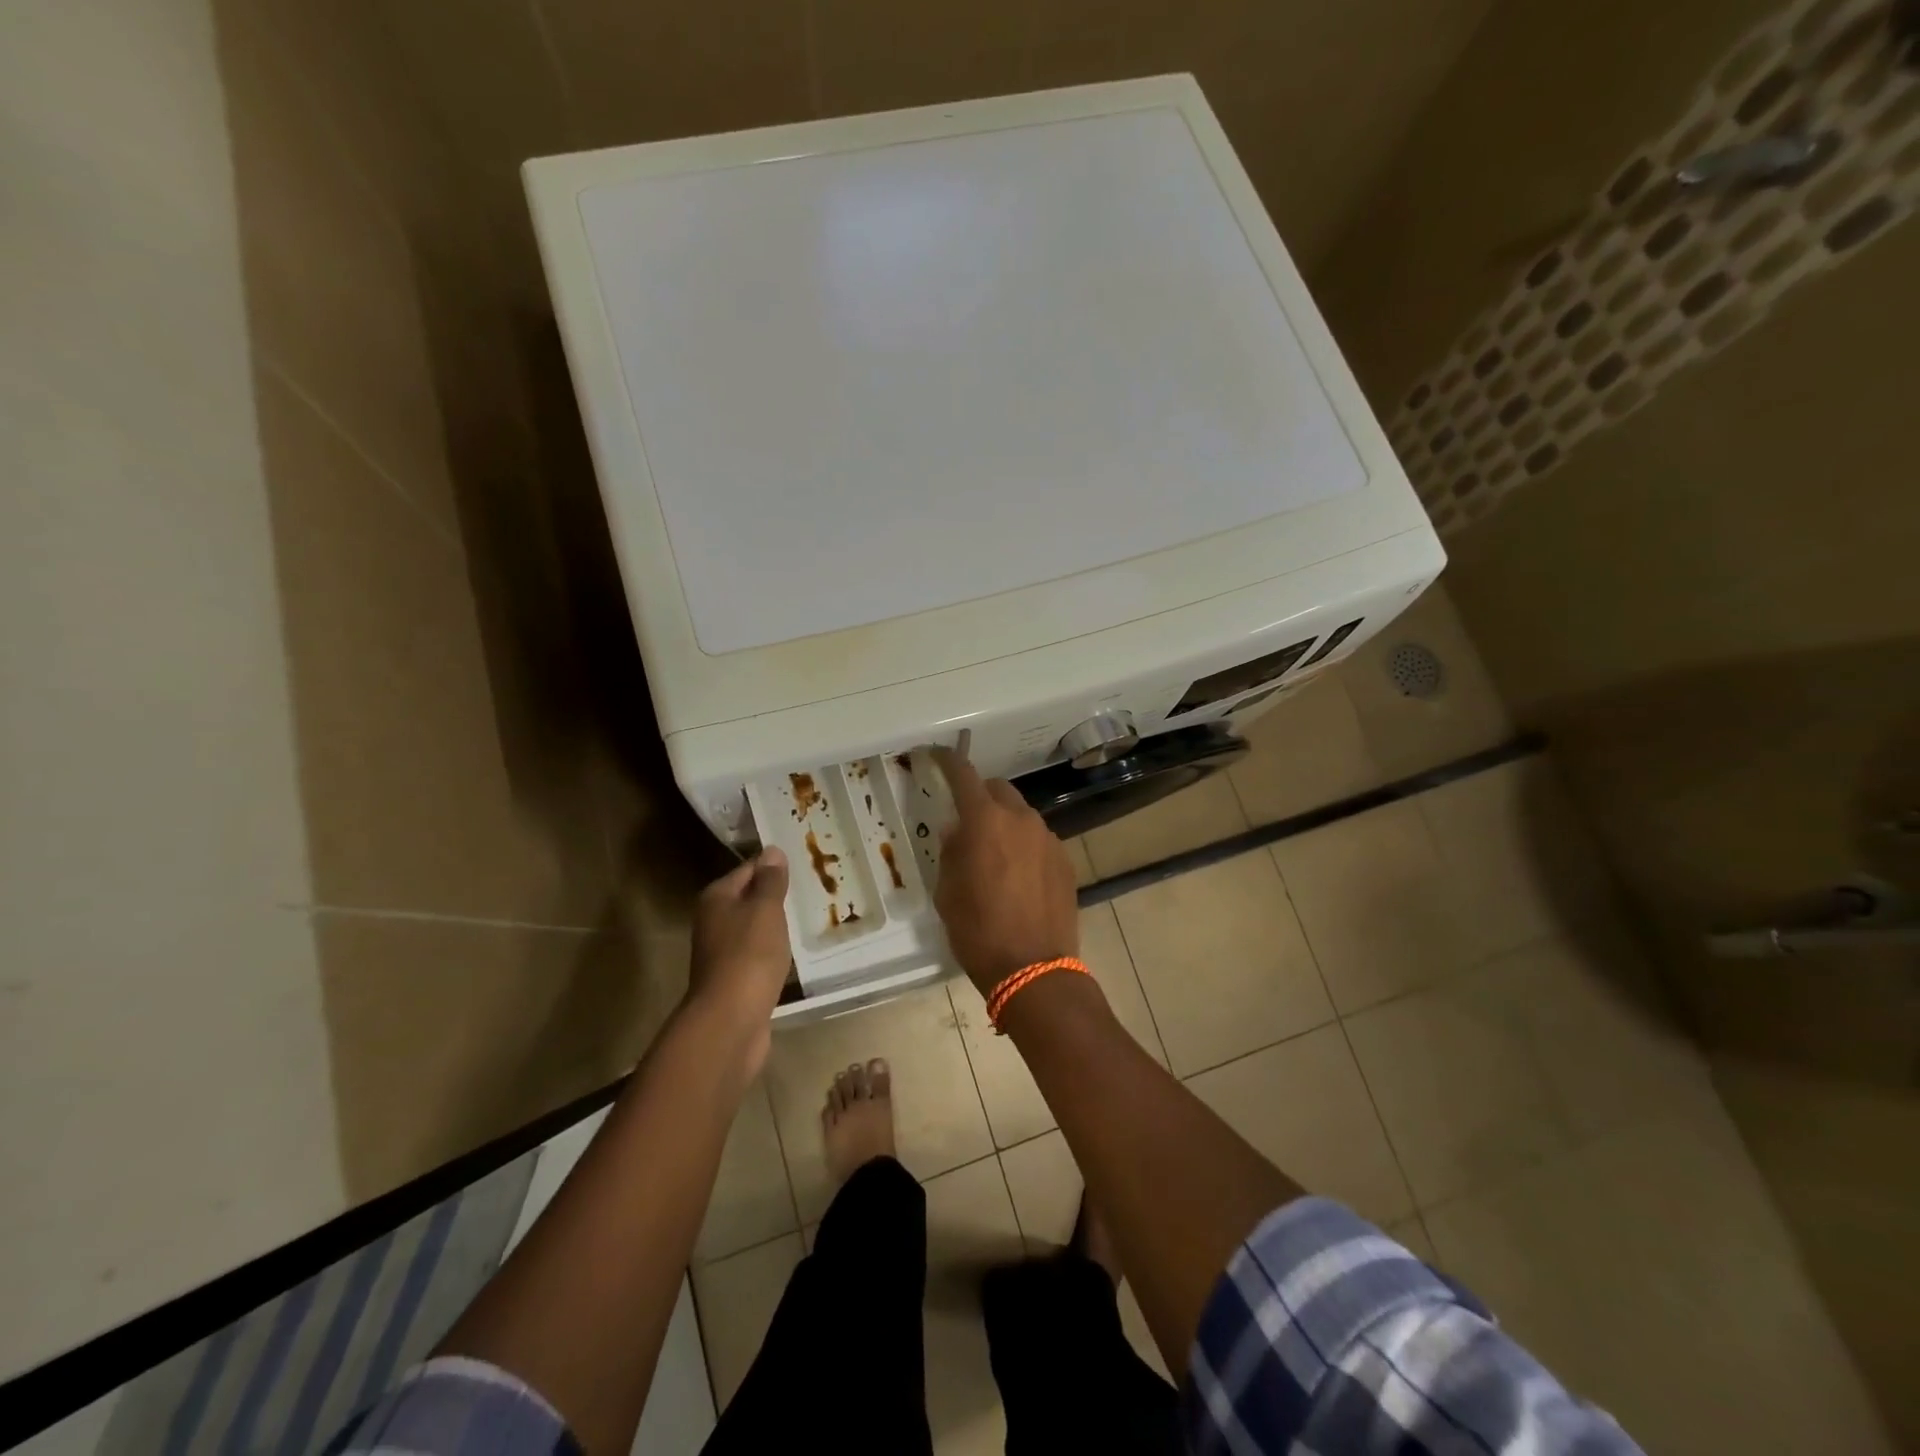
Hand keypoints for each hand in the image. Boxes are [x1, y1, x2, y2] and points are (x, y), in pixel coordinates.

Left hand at [687, 849, 792, 1067]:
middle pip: (749, 898)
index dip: (774, 866)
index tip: (804, 864)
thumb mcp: (765, 910)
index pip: (749, 868)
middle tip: (813, 889)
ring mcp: (721, 952)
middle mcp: (713, 921)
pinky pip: (757, 954)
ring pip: (753, 928)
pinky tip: (792, 953)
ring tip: (808, 918)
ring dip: (775, 925)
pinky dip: (773, 951)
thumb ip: (770, 881)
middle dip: (776, 895)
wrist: (731, 1021)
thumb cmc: (749, 955)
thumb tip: (772, 850)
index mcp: (716, 898)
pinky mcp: (733, 979)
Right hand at [930, 748, 1079, 997]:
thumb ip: (951, 852)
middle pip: (998, 789)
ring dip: (1005, 823)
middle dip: (980, 796)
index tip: (937, 755)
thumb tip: (957, 832)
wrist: (1034, 970)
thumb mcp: (947, 892)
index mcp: (985, 821)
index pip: (964, 775)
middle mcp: (1021, 820)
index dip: (948, 761)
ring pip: (1022, 815)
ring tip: (994, 855)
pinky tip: (1018, 876)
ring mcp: (1048, 839)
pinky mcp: (1065, 861)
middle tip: (966, 820)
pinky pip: (1039, 840)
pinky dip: (1025, 846)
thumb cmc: (978, 931)